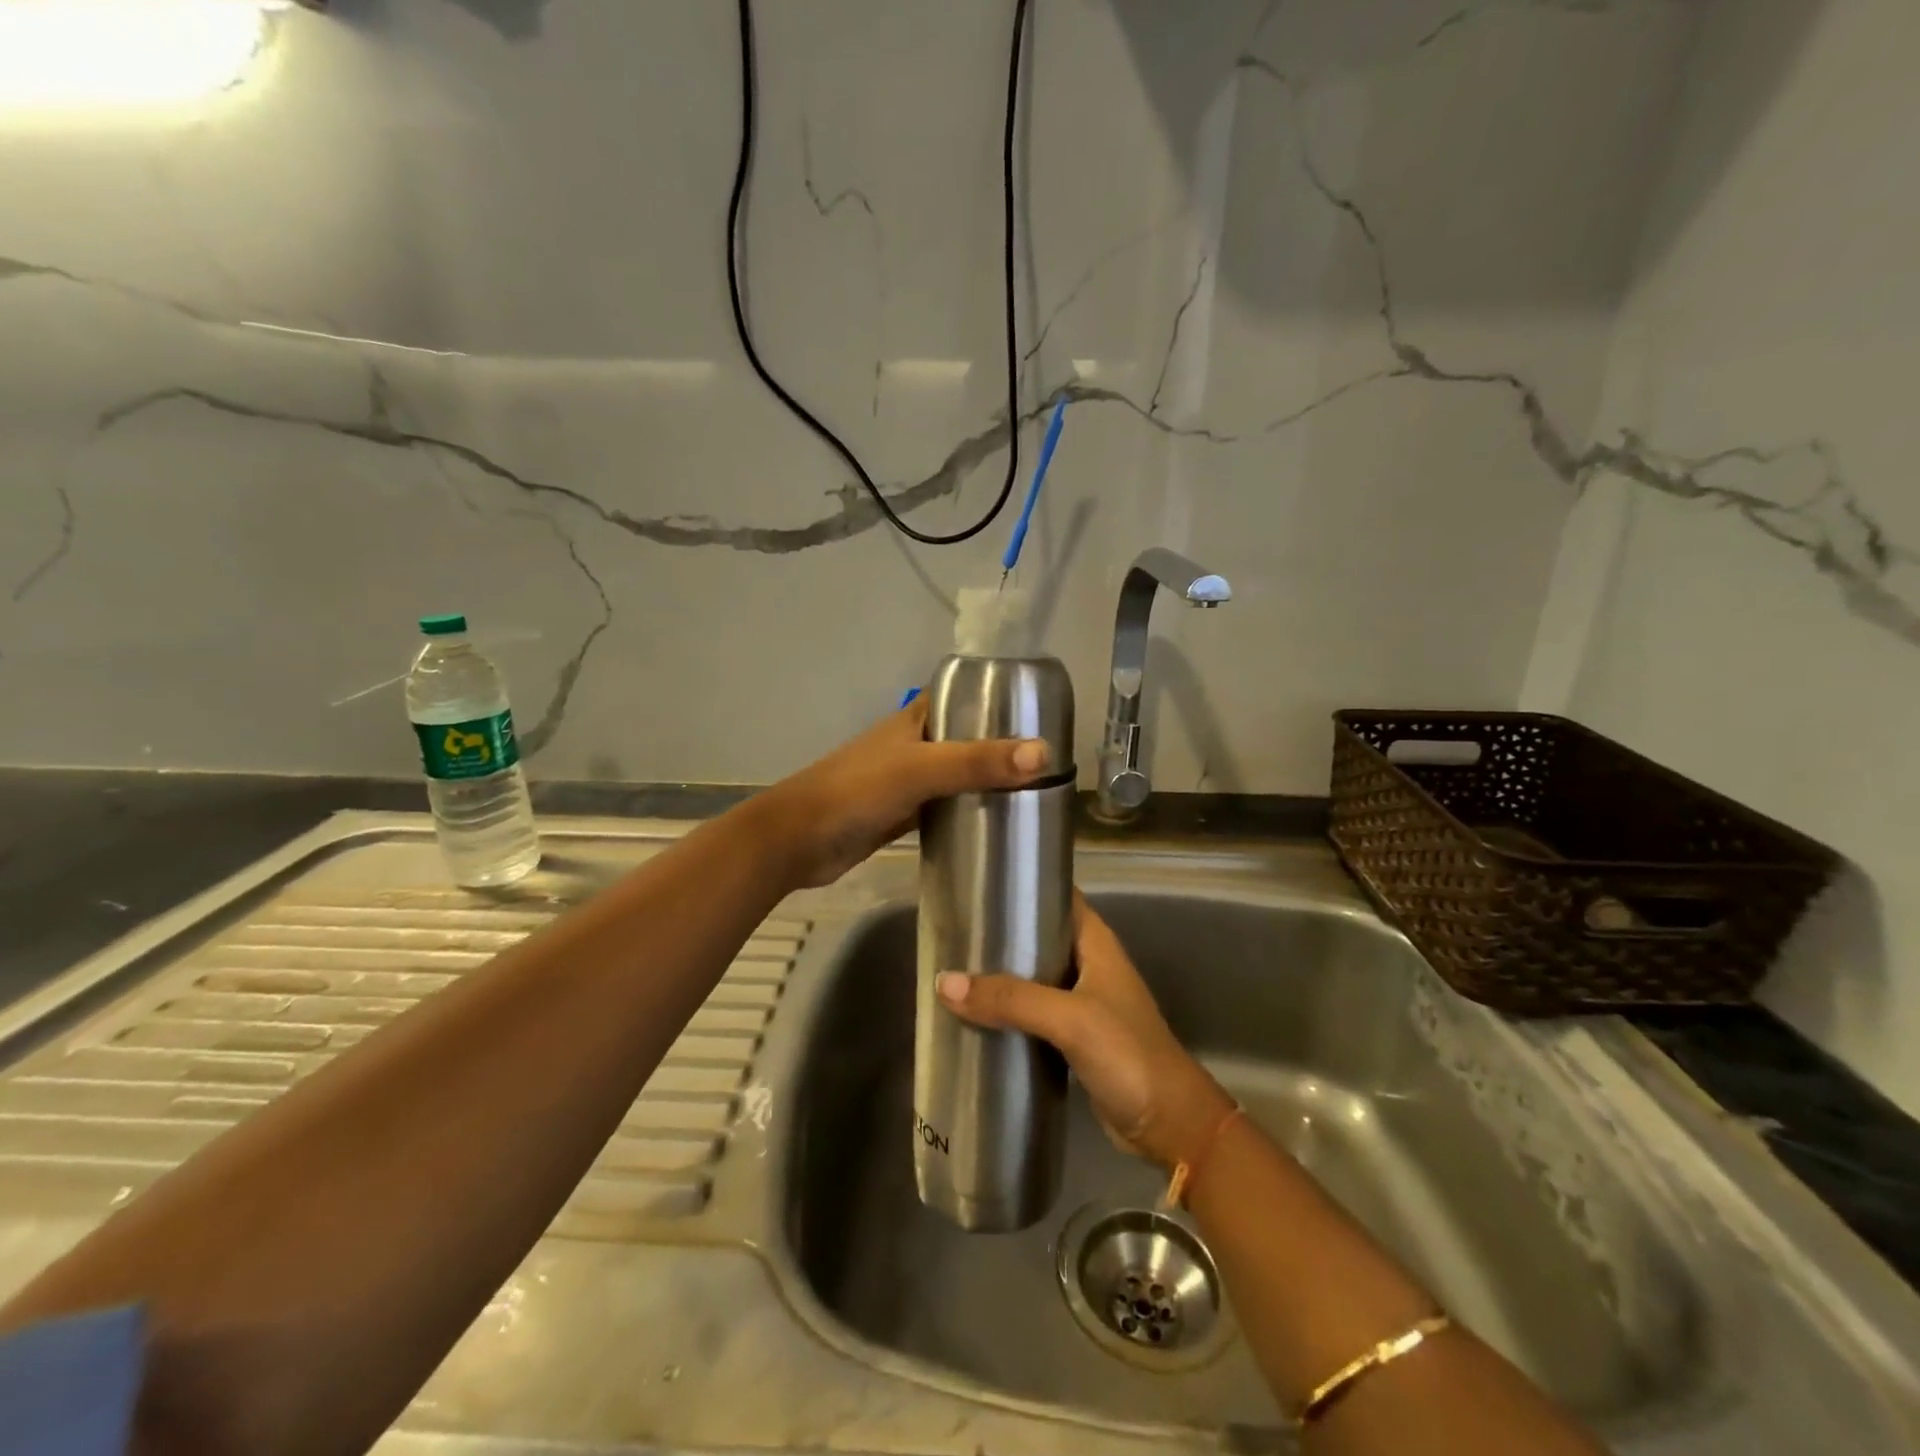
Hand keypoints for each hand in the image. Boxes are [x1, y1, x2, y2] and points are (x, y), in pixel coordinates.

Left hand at [754, 700, 1049, 889]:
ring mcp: (908, 781)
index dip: (998, 697)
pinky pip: (945, 807)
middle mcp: (914, 744)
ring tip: (1035, 792)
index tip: (1041, 711)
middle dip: (1002, 746)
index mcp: (915, 719)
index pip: (964, 695)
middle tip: (1050, 762)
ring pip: (958, 775)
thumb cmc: (856, 791)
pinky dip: (968, 811)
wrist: (798, 840)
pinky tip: (997, 824)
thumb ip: (977, 762)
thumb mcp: (920, 769)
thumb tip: (1044, 753)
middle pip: (966, 738)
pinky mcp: (903, 814)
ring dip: (987, 781)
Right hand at [936, 894, 1232, 1168]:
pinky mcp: (1073, 1037)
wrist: (1170, 1125)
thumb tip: (944, 982)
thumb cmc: (1128, 1054)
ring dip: (1000, 975)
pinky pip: (1032, 1013)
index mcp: (1095, 942)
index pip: (1058, 896)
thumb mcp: (1070, 1019)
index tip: (978, 883)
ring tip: (953, 968)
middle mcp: (1088, 965)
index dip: (1024, 886)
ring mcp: (1081, 1002)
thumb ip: (1011, 999)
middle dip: (1000, 933)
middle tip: (953, 930)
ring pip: (1033, 977)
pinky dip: (1007, 1011)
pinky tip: (974, 1014)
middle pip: (1038, 937)